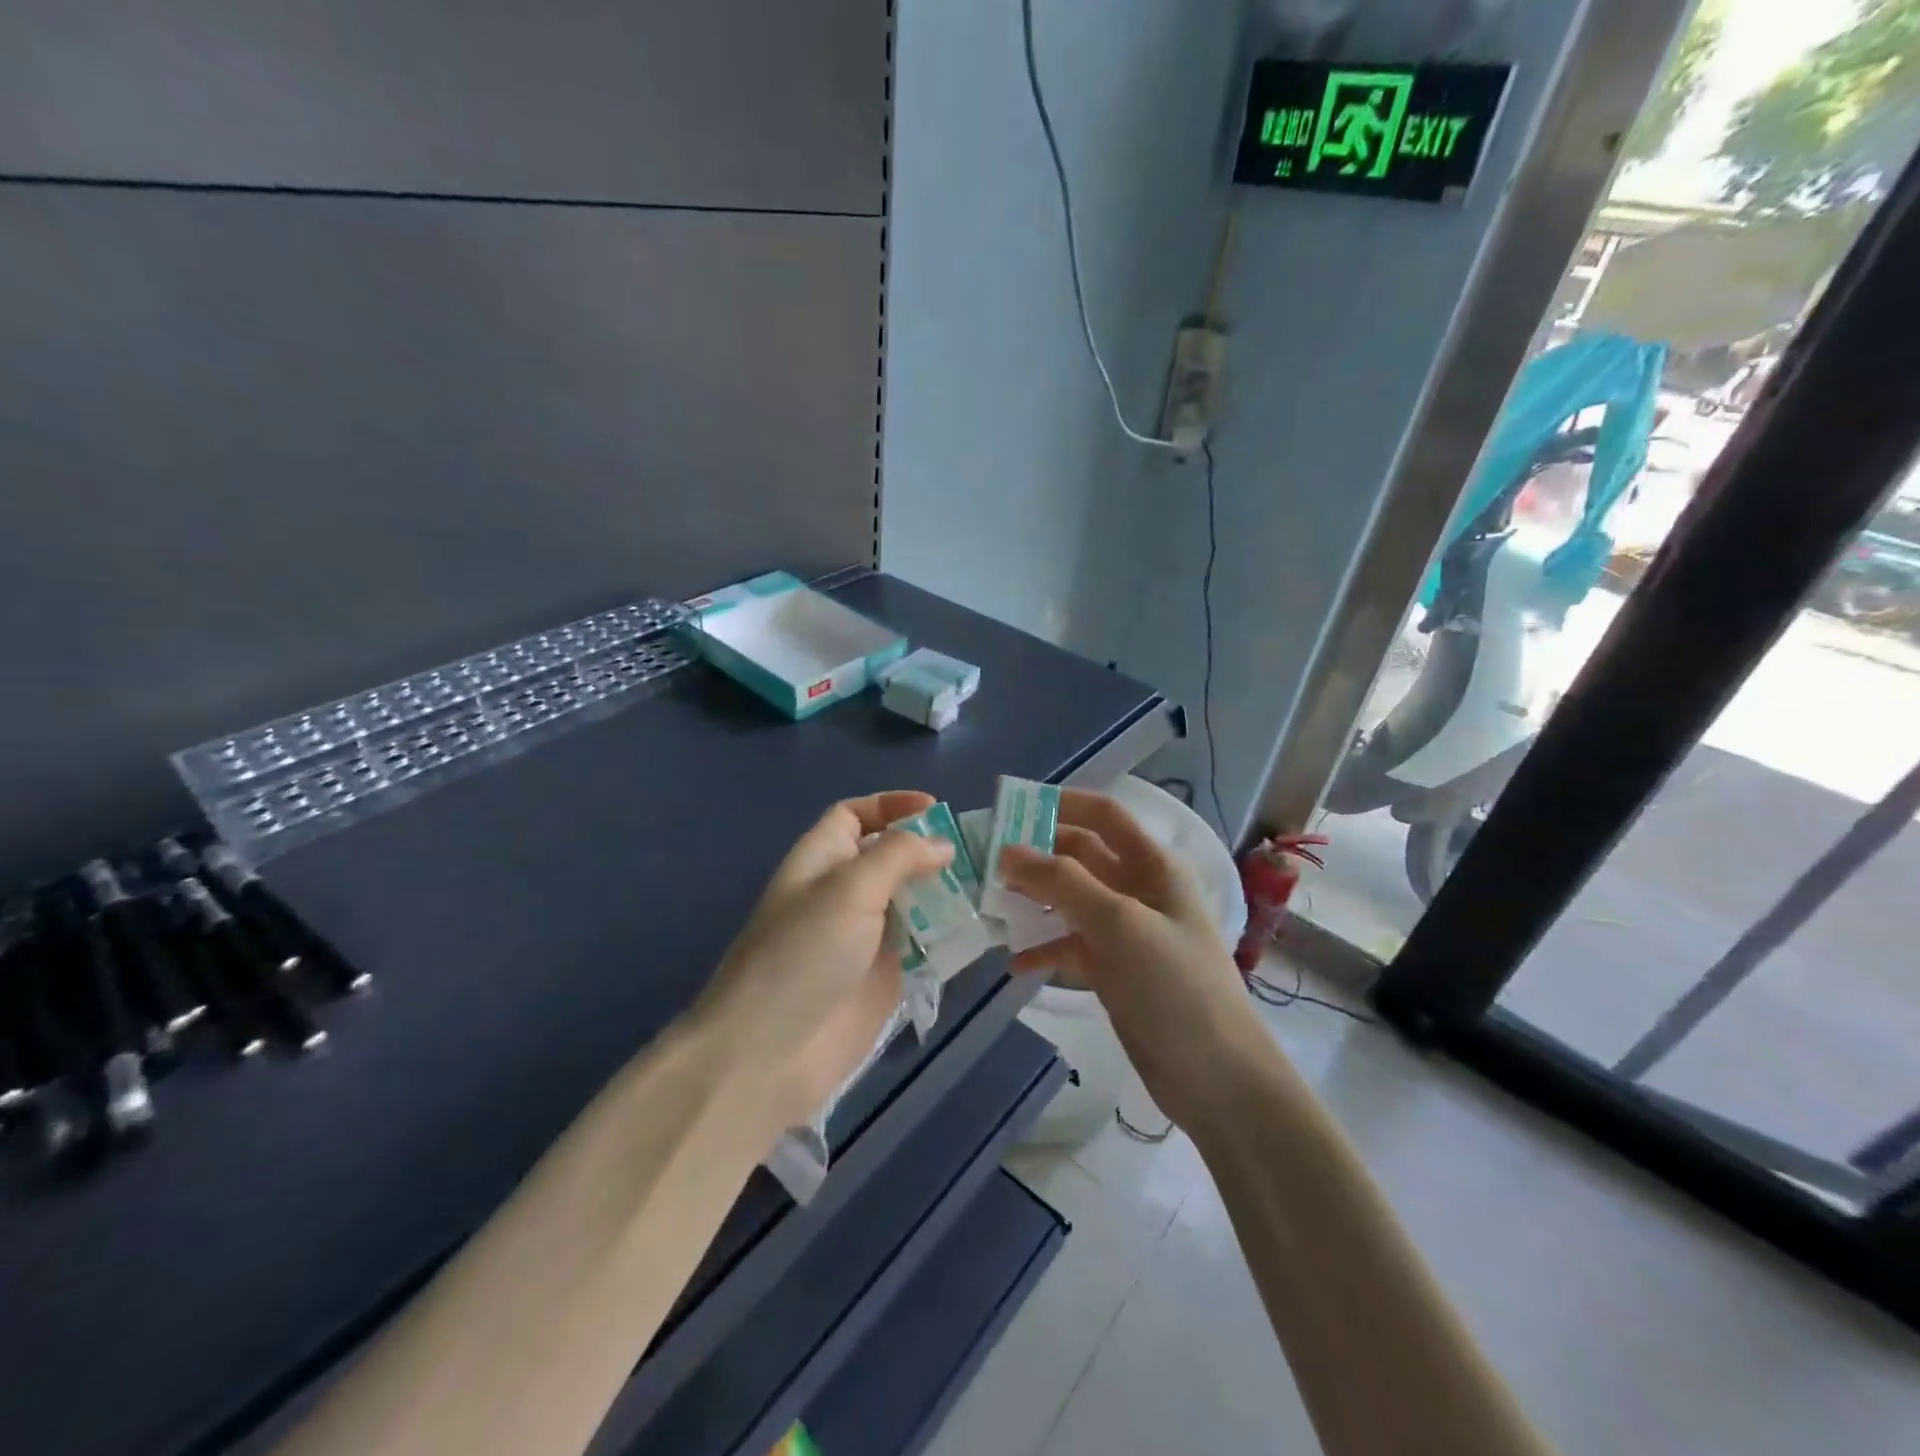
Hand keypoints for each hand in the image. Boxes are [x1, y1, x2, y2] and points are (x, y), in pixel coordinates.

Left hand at [695, 791, 951, 1133]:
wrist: (771, 1052)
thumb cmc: (804, 952)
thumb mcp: (849, 888)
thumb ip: (899, 856)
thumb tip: (942, 845)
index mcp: (823, 859)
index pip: (855, 815)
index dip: (891, 805)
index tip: (936, 809)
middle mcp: (844, 892)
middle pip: (891, 856)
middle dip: (930, 848)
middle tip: (981, 851)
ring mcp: (866, 936)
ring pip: (913, 899)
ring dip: (946, 890)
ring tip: (992, 885)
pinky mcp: (885, 975)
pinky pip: (923, 943)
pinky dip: (949, 932)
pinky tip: (983, 927)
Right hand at [1001, 789, 1260, 1129]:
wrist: (1215, 1078)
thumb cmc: (1173, 986)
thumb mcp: (1118, 924)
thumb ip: (1062, 883)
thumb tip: (1007, 851)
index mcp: (1152, 866)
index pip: (1104, 815)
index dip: (1062, 804)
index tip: (1011, 808)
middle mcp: (1138, 890)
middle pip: (1080, 856)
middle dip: (1037, 855)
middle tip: (985, 862)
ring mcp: (1125, 932)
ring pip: (1070, 901)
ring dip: (1034, 901)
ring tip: (990, 906)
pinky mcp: (1114, 970)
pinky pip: (1071, 945)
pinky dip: (1044, 949)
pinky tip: (1015, 963)